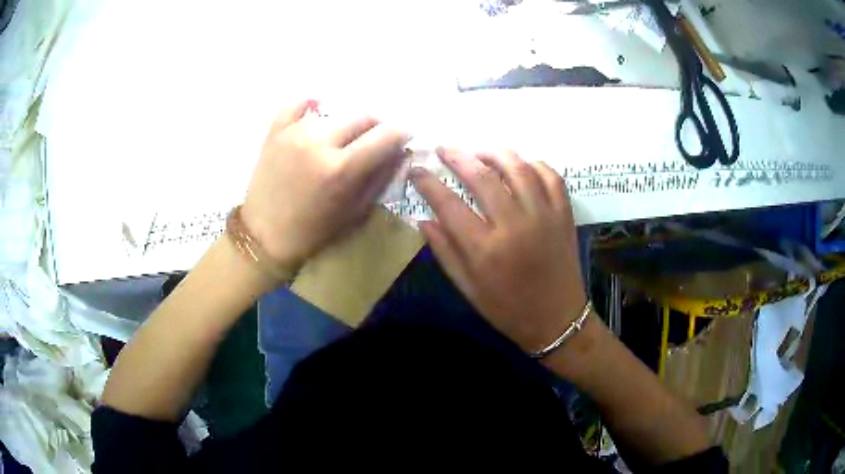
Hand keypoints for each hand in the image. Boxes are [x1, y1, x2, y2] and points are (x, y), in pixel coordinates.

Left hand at [242, 100, 410, 269]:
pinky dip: (310, 107)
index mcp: (342, 168)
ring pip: (334, 113)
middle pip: (363, 117)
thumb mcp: (355, 212)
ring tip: (339, 141)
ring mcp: (294, 133)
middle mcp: (319, 143)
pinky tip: (316, 114)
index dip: (400, 133)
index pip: (385, 135)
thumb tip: (401, 152)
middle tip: (371, 142)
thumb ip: (381, 178)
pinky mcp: (275, 132)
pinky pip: (297, 105)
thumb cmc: (314, 231)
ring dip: (344, 125)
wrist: (264, 235)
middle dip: (375, 128)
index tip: (402, 137)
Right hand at [411, 148, 585, 352]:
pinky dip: (534, 164)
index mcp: (485, 249)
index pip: (448, 204)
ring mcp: (544, 216)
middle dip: (457, 157)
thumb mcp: (468, 288)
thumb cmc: (508, 309)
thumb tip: (423, 219)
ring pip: (518, 168)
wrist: (557, 319)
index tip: (415, 170)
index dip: (427, 183)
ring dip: (494, 153)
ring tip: (479, 152)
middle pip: (482, 176)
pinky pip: (550, 176)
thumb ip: (444, 251)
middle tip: (443, 150)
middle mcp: (515, 225)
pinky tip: (520, 165)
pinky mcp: (564, 214)